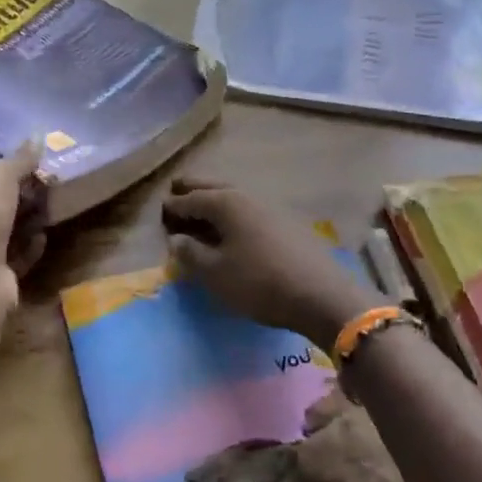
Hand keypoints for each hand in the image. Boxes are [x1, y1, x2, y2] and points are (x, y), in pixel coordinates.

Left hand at [0, 143, 46, 333]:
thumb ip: (18, 160)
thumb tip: (38, 134)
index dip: (8, 175)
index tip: (37, 167)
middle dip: (23, 198)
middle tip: (53, 186)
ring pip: (10, 233)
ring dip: (29, 222)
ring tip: (56, 208)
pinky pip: (19, 258)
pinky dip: (32, 248)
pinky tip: (45, 237)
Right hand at [162, 178, 381, 350]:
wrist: (321, 295)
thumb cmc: (259, 282)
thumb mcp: (216, 273)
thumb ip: (191, 254)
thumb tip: (177, 239)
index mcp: (226, 203)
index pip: (191, 199)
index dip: (173, 206)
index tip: (160, 212)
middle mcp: (248, 196)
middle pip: (214, 187)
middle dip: (193, 190)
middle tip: (176, 192)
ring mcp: (271, 207)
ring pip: (234, 195)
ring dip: (215, 199)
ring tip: (202, 209)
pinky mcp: (287, 222)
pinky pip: (250, 209)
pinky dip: (234, 212)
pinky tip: (234, 226)